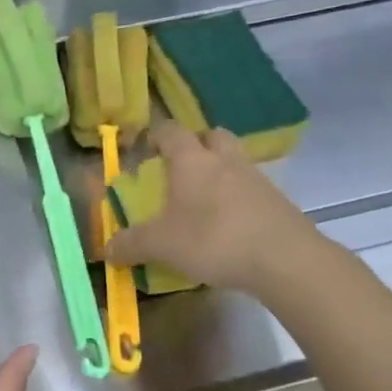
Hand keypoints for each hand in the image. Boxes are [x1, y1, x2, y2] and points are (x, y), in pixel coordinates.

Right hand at [104, 122, 323, 295]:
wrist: (285, 259)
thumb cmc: (213, 239)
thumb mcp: (162, 245)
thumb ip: (131, 244)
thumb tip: (106, 250)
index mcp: (192, 160)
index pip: (170, 130)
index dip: (155, 135)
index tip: (144, 149)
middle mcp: (224, 159)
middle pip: (211, 135)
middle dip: (195, 145)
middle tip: (180, 167)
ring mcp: (256, 178)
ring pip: (234, 160)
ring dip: (219, 170)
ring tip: (204, 198)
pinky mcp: (277, 201)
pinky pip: (251, 187)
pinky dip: (238, 196)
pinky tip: (229, 222)